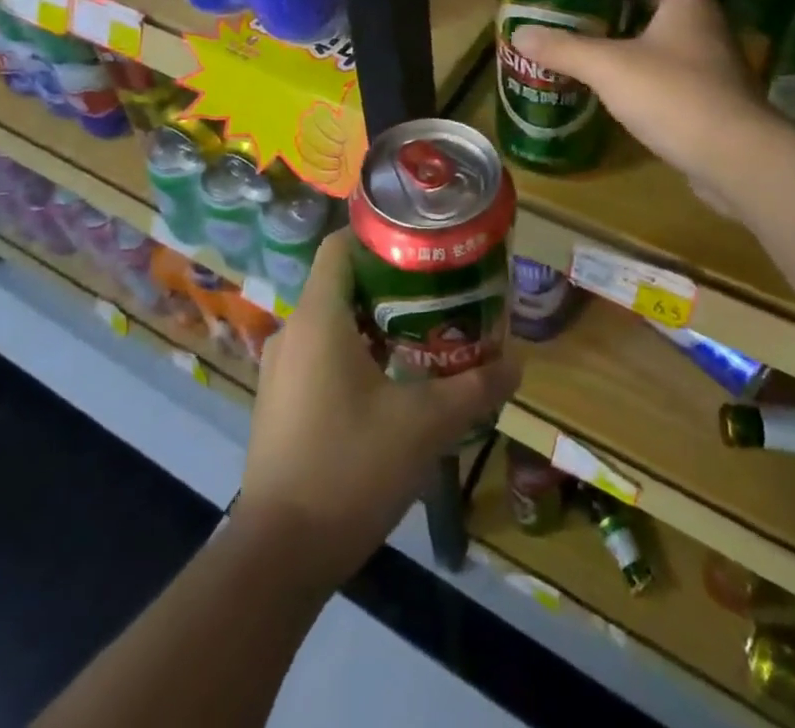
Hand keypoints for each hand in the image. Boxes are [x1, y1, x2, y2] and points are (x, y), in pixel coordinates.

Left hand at [236, 230, 522, 591]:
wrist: (278, 557)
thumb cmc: (349, 469)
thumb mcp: (423, 426)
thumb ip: (473, 389)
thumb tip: (517, 364)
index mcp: (318, 319)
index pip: (340, 245)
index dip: (379, 236)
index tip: (422, 245)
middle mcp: (292, 333)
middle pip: (341, 283)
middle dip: (390, 283)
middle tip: (438, 292)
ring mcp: (281, 370)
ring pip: (331, 322)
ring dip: (374, 322)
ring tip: (424, 333)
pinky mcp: (281, 403)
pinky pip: (320, 355)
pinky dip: (355, 352)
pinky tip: (392, 382)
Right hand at [511, 0, 762, 207]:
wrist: (734, 158)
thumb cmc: (674, 94)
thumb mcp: (609, 68)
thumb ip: (565, 49)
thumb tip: (519, 33)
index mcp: (689, 5)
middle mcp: (707, 28)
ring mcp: (714, 66)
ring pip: (678, 37)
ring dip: (645, 33)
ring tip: (603, 38)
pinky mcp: (713, 101)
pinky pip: (679, 72)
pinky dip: (653, 69)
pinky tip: (624, 85)